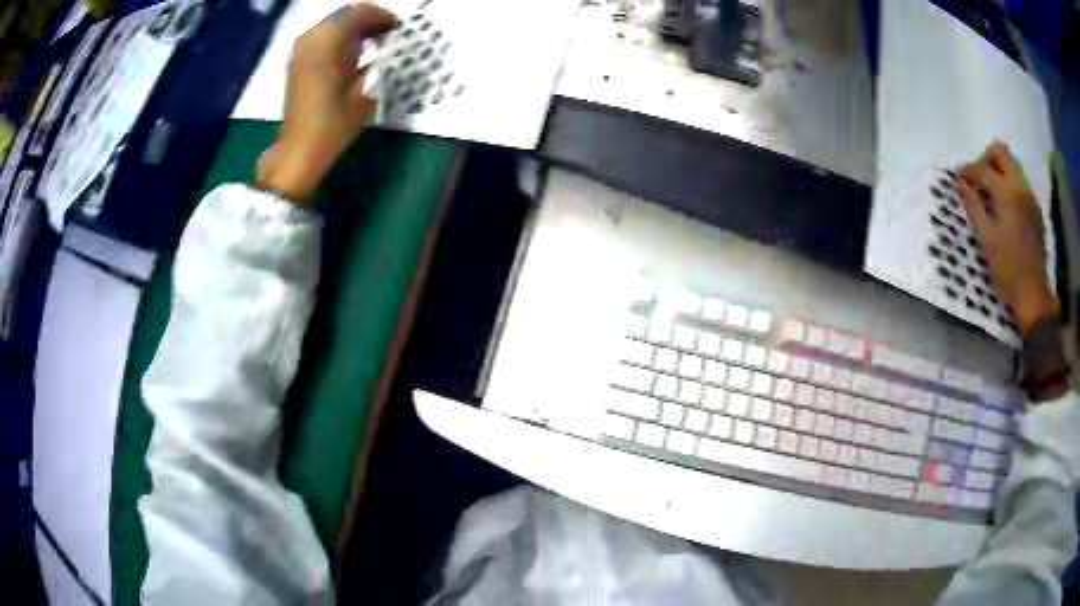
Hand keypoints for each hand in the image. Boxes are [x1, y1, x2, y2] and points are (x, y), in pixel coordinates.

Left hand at [256, 3, 397, 202]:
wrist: (299, 150)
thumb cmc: (333, 122)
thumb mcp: (364, 89)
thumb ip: (374, 57)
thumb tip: (383, 42)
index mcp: (328, 41)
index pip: (358, 12)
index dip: (380, 15)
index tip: (397, 26)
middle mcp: (311, 39)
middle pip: (343, 16)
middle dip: (367, 21)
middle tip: (387, 33)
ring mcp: (300, 52)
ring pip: (331, 27)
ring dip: (353, 31)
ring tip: (374, 44)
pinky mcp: (297, 65)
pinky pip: (321, 41)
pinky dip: (339, 42)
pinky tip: (354, 56)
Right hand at [956, 142, 1057, 336]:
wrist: (1033, 294)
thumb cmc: (1007, 269)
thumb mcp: (986, 239)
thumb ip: (973, 205)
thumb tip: (961, 183)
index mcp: (1008, 193)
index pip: (984, 169)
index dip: (968, 171)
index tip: (958, 177)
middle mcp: (1021, 187)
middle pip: (1002, 153)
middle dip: (986, 159)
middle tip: (977, 178)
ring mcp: (1030, 197)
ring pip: (1012, 166)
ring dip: (998, 171)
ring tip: (989, 192)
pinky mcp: (1035, 210)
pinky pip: (1020, 183)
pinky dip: (1008, 185)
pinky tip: (1003, 207)